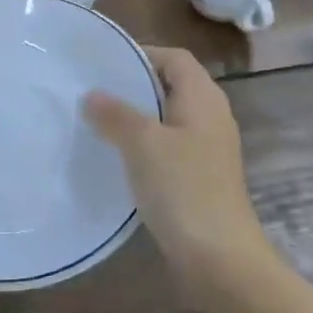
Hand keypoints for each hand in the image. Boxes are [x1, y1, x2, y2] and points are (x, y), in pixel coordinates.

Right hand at [83, 47, 274, 298]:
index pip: (174, 58)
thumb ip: (116, 114)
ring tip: (99, 122)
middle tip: (95, 92)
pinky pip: (170, 147)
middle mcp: (211, 116)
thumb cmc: (183, 189)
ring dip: (138, 118)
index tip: (105, 64)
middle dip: (135, 86)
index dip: (143, 54)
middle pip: (172, 86)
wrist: (219, 258)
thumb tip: (93, 95)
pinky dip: (146, 146)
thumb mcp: (143, 144)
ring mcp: (209, 149)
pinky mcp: (201, 177)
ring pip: (169, 119)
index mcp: (203, 98)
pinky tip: (120, 159)